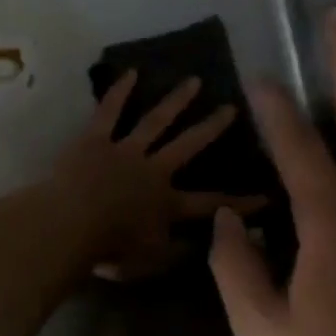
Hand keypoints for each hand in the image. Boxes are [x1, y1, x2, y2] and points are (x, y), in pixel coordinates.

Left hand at [48, 70, 266, 279]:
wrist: (68, 226)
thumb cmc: (108, 250)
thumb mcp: (149, 262)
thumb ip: (177, 252)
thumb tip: (204, 243)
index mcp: (166, 204)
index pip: (211, 203)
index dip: (241, 202)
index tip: (268, 195)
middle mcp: (153, 170)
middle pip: (188, 145)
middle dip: (211, 128)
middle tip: (232, 108)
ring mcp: (124, 150)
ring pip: (155, 121)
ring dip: (176, 101)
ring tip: (194, 81)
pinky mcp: (94, 139)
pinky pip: (109, 112)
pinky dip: (119, 91)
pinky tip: (131, 72)